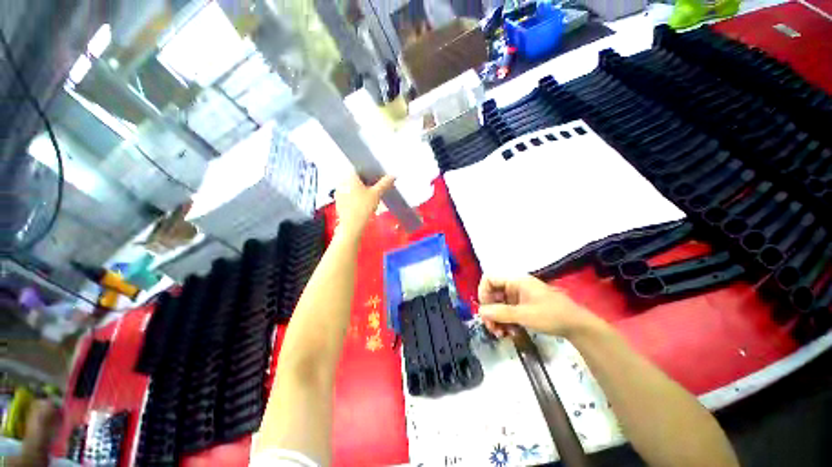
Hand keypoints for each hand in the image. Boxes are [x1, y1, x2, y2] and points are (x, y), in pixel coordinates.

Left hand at [334, 172, 394, 240]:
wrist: (351, 225)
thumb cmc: (363, 208)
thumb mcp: (377, 194)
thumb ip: (385, 183)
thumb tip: (393, 176)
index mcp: (350, 177)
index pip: (361, 169)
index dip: (371, 173)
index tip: (378, 179)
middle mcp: (342, 182)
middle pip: (357, 179)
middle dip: (367, 183)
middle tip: (376, 190)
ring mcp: (339, 192)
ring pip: (353, 187)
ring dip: (362, 190)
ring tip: (371, 199)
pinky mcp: (339, 201)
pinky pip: (349, 195)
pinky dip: (356, 197)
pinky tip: (363, 205)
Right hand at [478, 275, 601, 337]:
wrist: (578, 327)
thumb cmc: (552, 315)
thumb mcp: (524, 315)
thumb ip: (501, 313)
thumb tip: (480, 312)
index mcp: (515, 281)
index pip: (489, 279)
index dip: (483, 293)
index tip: (485, 310)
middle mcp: (515, 287)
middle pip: (492, 294)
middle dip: (490, 311)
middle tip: (491, 329)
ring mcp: (519, 297)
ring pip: (499, 305)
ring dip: (497, 319)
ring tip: (501, 334)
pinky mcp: (523, 307)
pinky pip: (507, 312)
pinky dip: (506, 322)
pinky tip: (511, 333)